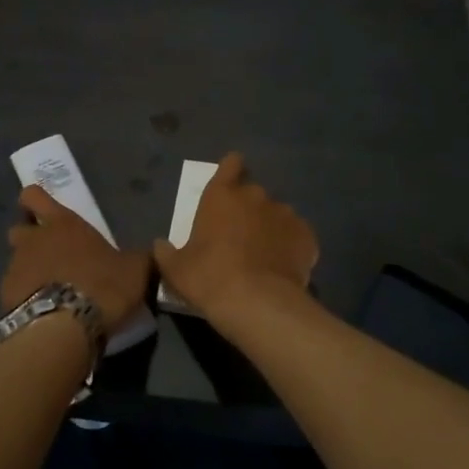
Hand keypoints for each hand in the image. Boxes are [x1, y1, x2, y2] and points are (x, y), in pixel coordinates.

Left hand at [1, 185, 150, 322]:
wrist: (66, 327)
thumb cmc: (103, 285)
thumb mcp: (135, 270)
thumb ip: (138, 258)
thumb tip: (150, 253)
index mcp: (62, 223)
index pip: (34, 196)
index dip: (35, 200)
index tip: (42, 211)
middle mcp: (33, 240)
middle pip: (19, 229)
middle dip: (30, 238)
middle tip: (50, 255)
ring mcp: (15, 268)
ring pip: (16, 262)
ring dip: (29, 271)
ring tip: (50, 291)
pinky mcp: (6, 298)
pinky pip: (15, 292)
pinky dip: (26, 298)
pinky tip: (43, 313)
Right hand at [152, 153, 317, 326]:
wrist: (257, 303)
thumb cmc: (209, 278)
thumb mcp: (176, 269)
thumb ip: (166, 252)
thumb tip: (161, 245)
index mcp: (221, 196)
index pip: (230, 165)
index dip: (231, 170)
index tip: (230, 183)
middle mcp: (255, 196)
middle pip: (252, 193)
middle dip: (247, 209)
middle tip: (239, 237)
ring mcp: (285, 214)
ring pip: (276, 215)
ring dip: (269, 228)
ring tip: (263, 256)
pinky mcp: (307, 236)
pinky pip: (297, 236)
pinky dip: (290, 246)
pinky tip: (283, 267)